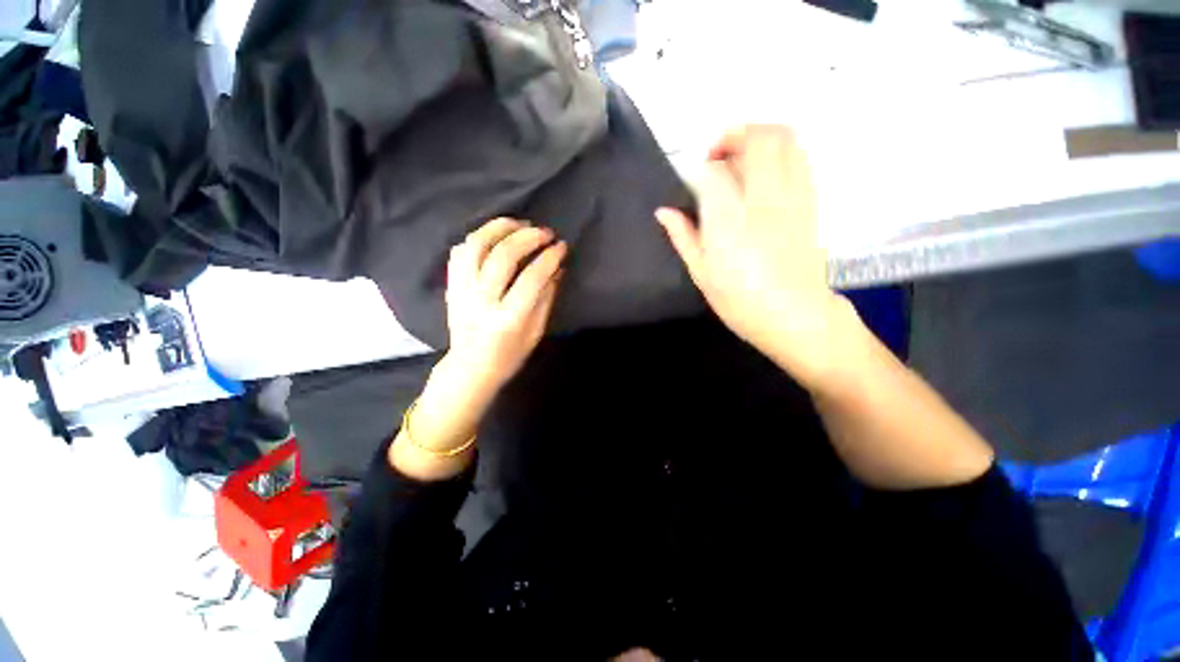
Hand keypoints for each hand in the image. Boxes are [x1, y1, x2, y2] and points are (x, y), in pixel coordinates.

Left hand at [444, 217, 566, 393]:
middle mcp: (482, 300)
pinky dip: (478, 238)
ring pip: (476, 245)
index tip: (561, 246)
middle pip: (503, 255)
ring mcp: (462, 291)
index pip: (532, 278)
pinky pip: (460, 252)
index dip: (549, 258)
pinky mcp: (451, 286)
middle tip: (544, 232)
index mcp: (508, 318)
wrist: (469, 369)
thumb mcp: (535, 333)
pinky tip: (494, 237)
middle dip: (527, 237)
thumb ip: (546, 299)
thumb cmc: (508, 356)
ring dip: (499, 228)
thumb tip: (557, 269)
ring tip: (519, 224)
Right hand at [656, 125, 862, 389]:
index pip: (713, 172)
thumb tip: (663, 211)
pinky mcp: (810, 200)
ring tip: (741, 157)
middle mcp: (763, 198)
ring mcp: (792, 196)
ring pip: (784, 140)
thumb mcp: (701, 273)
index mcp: (729, 220)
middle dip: (734, 136)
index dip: (699, 169)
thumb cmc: (739, 301)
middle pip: (757, 139)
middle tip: (716, 156)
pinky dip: (780, 151)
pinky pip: (799, 157)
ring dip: (759, 136)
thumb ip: (683, 236)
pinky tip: (764, 173)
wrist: (794, 315)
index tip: (691, 180)